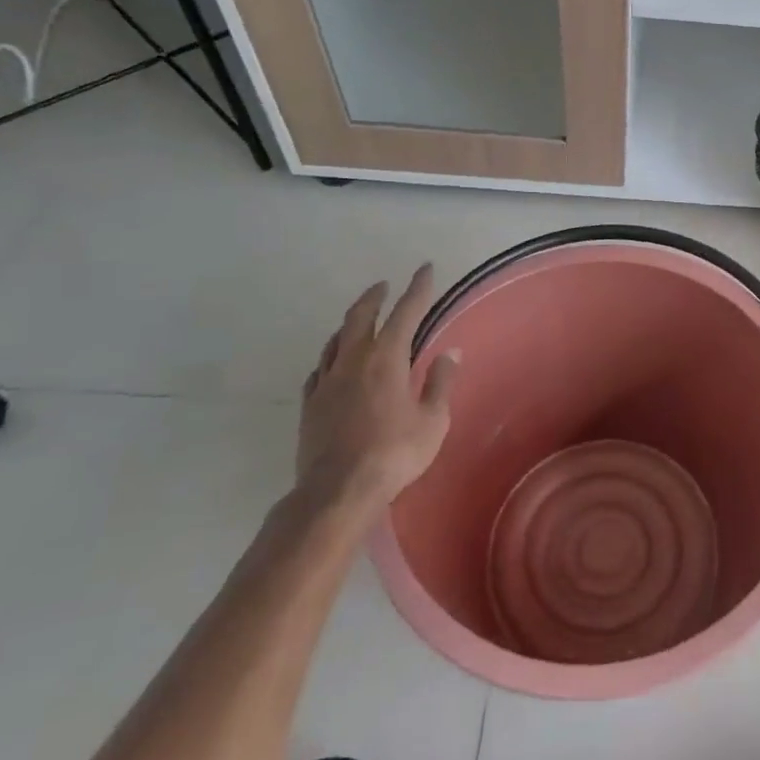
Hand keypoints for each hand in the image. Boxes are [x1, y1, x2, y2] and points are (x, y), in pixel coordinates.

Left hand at [297, 266, 458, 521]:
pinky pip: (320, 369)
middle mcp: (353, 361)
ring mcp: (326, 382)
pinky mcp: (310, 405)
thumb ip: (439, 383)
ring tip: (359, 319)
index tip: (425, 268)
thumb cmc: (394, 453)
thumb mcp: (432, 420)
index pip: (405, 312)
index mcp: (386, 359)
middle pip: (360, 317)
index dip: (418, 288)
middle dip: (374, 297)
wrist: (337, 491)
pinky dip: (331, 356)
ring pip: (335, 340)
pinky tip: (332, 363)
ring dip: (350, 323)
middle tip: (384, 285)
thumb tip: (450, 353)